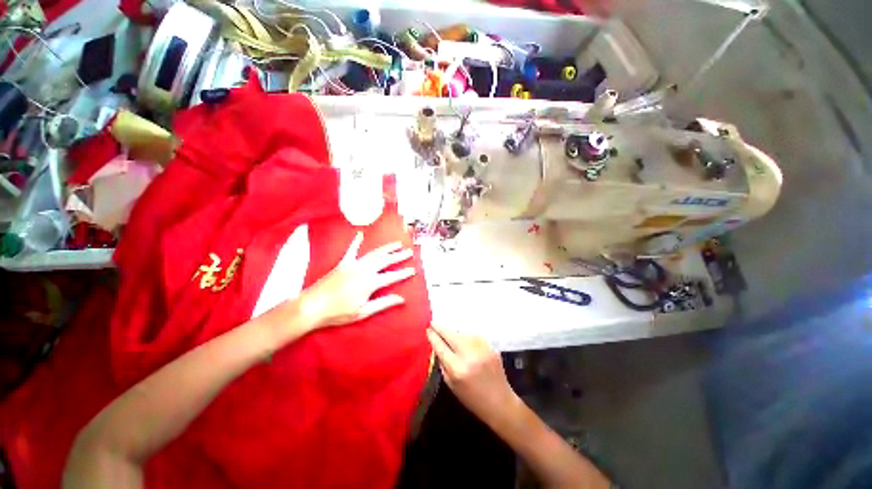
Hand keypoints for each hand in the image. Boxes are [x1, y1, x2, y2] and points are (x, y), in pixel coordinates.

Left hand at [300, 232, 415, 328]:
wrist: (312, 306)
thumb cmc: (338, 312)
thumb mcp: (363, 312)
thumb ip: (383, 303)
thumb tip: (401, 299)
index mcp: (370, 283)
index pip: (392, 276)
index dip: (403, 273)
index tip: (413, 270)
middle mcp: (364, 270)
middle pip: (385, 261)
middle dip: (399, 256)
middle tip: (409, 252)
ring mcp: (353, 265)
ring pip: (374, 253)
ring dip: (386, 248)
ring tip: (396, 243)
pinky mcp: (343, 263)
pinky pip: (351, 250)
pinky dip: (356, 242)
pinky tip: (360, 234)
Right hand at [426, 325, 519, 426]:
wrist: (500, 402)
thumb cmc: (472, 398)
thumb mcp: (452, 385)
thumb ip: (444, 364)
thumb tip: (437, 347)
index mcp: (457, 369)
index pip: (441, 347)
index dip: (433, 336)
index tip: (428, 328)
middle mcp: (470, 355)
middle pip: (451, 335)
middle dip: (441, 328)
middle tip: (433, 322)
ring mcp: (482, 349)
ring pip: (463, 333)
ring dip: (454, 332)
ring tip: (449, 334)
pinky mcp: (491, 346)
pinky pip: (474, 336)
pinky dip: (467, 336)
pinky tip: (464, 339)